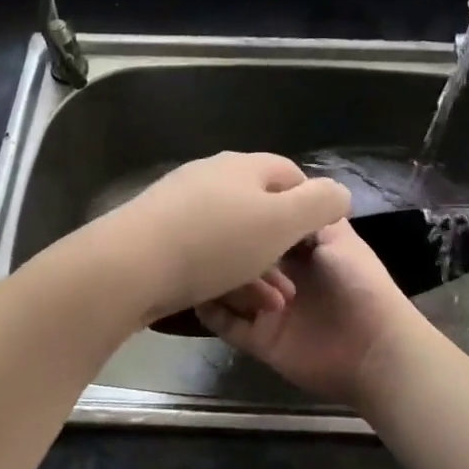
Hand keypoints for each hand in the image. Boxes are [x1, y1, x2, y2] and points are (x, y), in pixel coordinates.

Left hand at [91, 152, 350, 327]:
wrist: (128, 264)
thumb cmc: (215, 241)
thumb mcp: (282, 222)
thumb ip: (320, 204)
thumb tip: (339, 192)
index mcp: (244, 167)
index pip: (290, 173)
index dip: (312, 203)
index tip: (320, 240)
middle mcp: (211, 175)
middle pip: (260, 204)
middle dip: (282, 243)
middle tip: (296, 281)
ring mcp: (180, 202)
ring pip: (233, 232)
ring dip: (257, 265)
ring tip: (273, 302)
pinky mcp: (158, 231)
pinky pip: (204, 248)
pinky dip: (224, 270)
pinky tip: (230, 298)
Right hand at [195, 219, 413, 405]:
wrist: (374, 348)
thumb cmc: (358, 283)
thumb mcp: (337, 236)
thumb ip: (308, 214)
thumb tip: (280, 190)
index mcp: (301, 251)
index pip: (265, 229)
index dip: (248, 217)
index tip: (221, 201)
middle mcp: (282, 278)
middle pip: (243, 259)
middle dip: (227, 248)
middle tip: (205, 235)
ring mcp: (268, 310)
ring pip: (230, 290)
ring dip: (218, 278)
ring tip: (203, 264)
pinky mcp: (260, 340)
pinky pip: (227, 325)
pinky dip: (211, 311)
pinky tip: (198, 293)